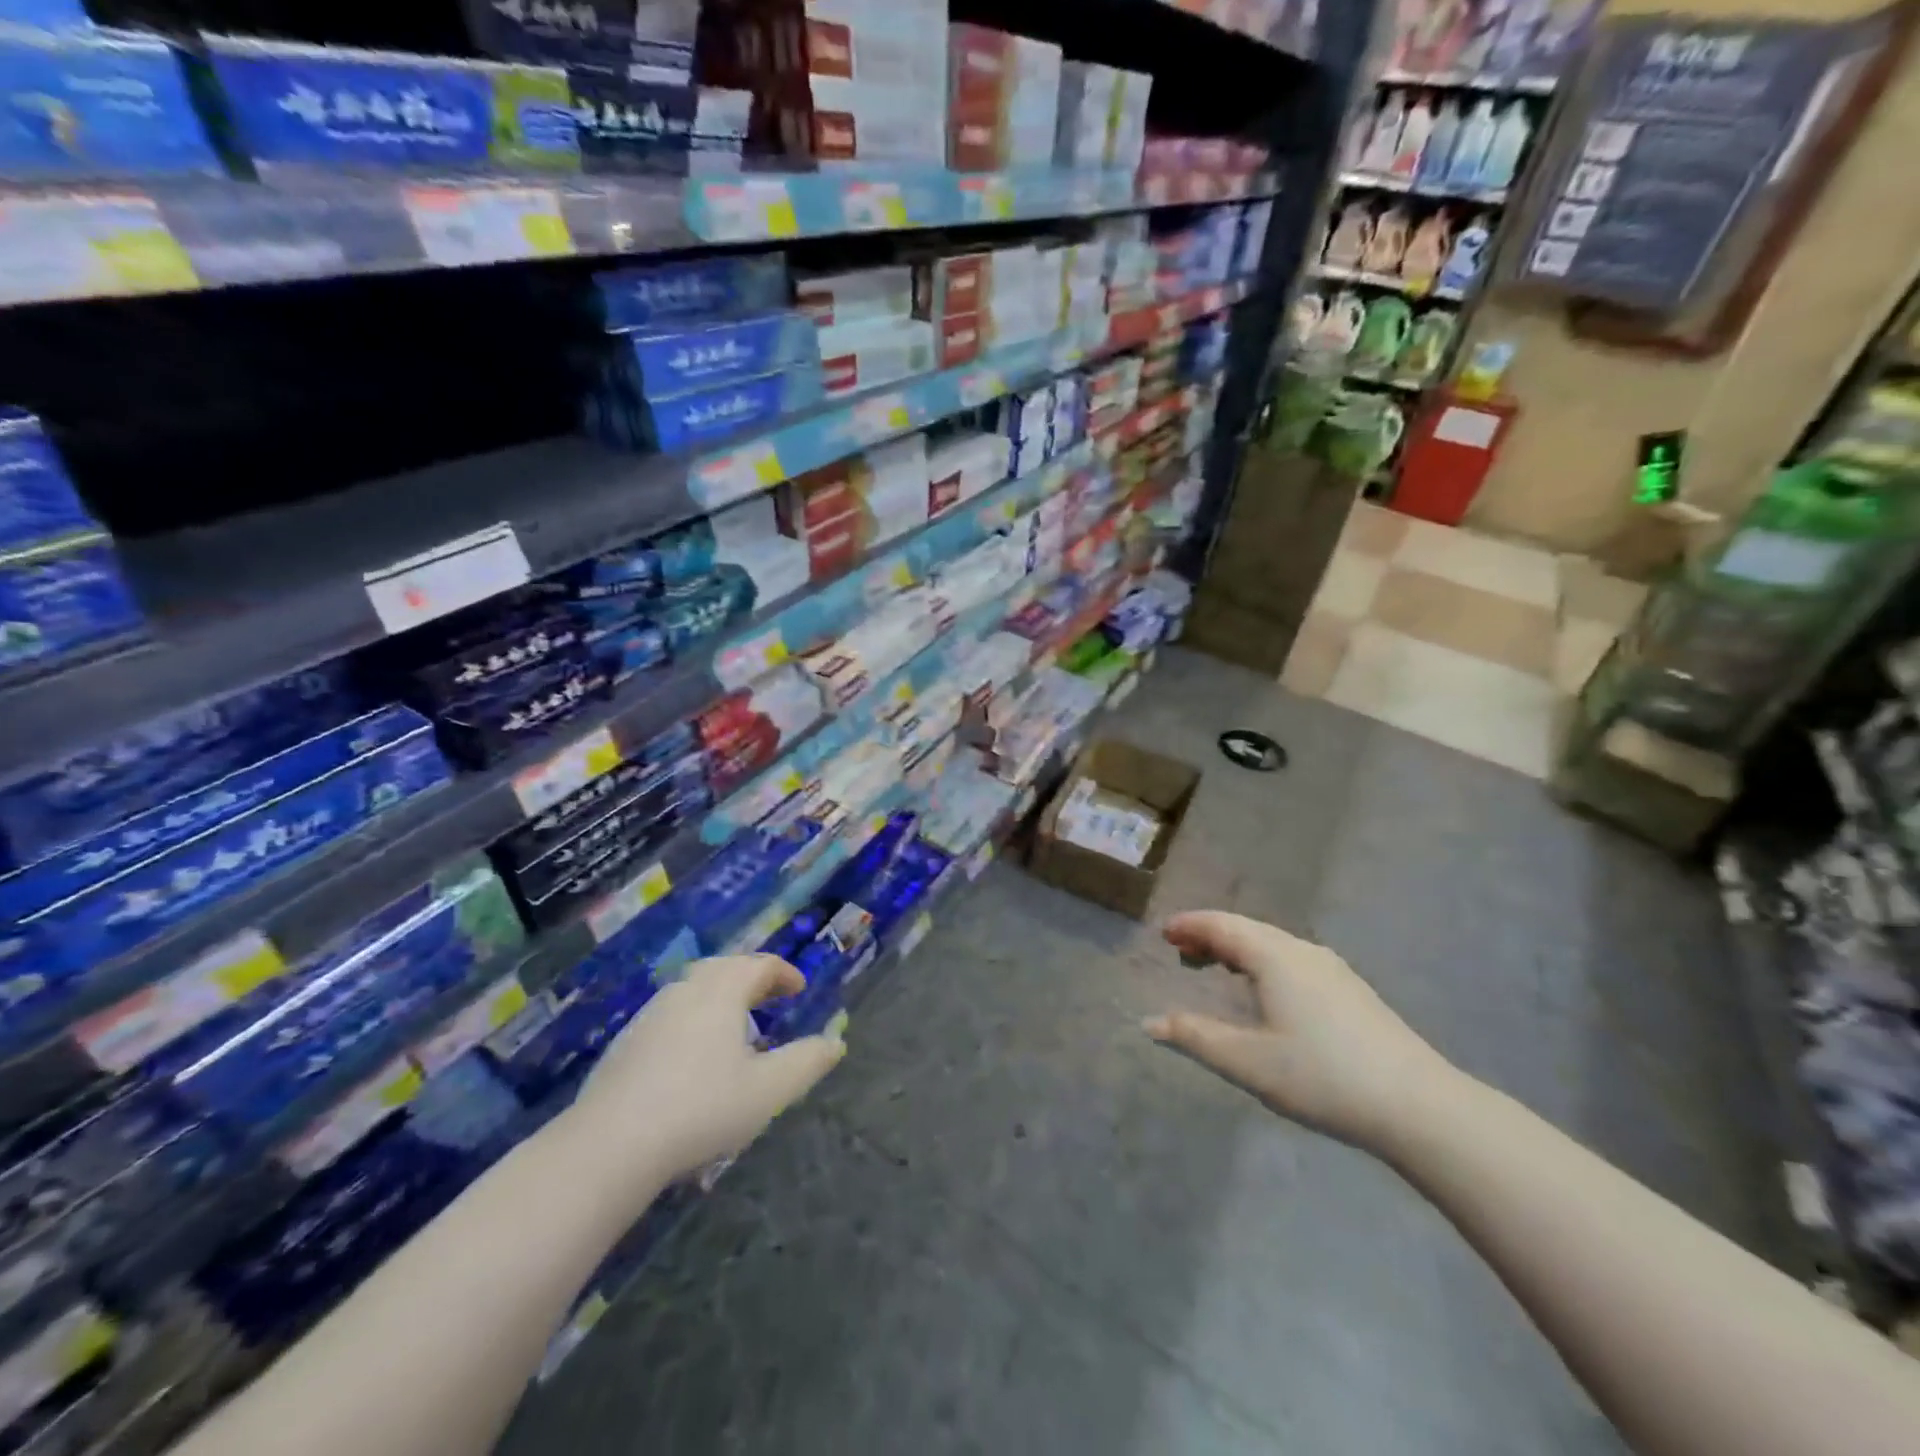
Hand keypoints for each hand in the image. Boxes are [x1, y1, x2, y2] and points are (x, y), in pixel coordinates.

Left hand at [567, 954, 844, 1190]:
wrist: (610, 1146)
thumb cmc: (701, 1109)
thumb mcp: (768, 1091)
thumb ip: (806, 1062)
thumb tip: (835, 1042)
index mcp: (721, 992)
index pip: (758, 965)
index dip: (783, 973)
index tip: (798, 989)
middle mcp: (685, 992)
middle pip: (723, 968)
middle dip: (750, 977)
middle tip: (769, 998)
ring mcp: (650, 1015)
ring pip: (692, 989)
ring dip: (720, 996)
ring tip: (735, 1026)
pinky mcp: (626, 1044)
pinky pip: (670, 1014)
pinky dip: (693, 1018)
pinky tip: (693, 1055)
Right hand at [1144, 911, 1451, 1151]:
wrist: (1419, 1107)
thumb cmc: (1323, 1077)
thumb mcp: (1248, 1061)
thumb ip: (1195, 1037)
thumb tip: (1149, 1023)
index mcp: (1275, 957)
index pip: (1221, 925)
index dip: (1189, 926)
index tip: (1163, 933)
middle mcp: (1303, 951)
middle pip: (1247, 929)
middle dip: (1210, 935)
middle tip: (1180, 951)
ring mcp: (1332, 969)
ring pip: (1272, 944)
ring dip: (1238, 949)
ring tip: (1215, 967)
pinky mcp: (1351, 990)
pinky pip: (1292, 960)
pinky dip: (1262, 962)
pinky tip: (1264, 991)